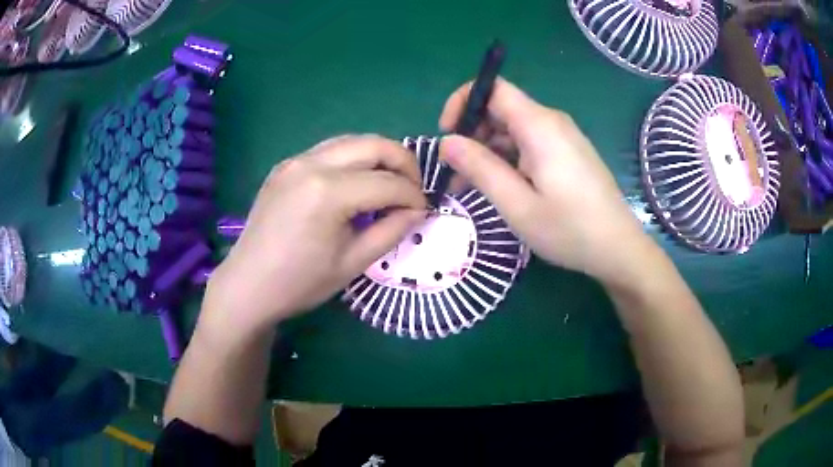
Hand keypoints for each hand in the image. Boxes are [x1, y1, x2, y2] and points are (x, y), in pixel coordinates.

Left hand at [204, 135, 426, 334]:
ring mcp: (294, 161)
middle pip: (373, 144)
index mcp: (327, 192)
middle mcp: (311, 164)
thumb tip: (418, 210)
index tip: (423, 210)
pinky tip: (356, 183)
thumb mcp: (353, 263)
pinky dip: (352, 159)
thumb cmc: (300, 283)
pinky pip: (328, 150)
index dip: (413, 195)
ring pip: (351, 141)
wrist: (248, 285)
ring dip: (378, 156)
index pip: (387, 182)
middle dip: (403, 162)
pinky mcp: (285, 166)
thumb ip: (391, 231)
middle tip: (413, 188)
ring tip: (389, 183)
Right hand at [439, 78, 649, 282]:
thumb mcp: (517, 205)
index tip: (448, 135)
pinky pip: (529, 144)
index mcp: (539, 126)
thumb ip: (480, 168)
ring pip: (513, 130)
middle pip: (501, 109)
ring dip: (487, 151)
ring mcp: (562, 138)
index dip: (464, 102)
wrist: (618, 248)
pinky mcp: (568, 153)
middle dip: (472, 134)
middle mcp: (551, 122)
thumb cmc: (569, 229)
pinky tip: (501, 188)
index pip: (493, 88)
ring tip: (471, 188)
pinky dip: (508, 159)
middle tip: (455, 173)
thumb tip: (447, 142)